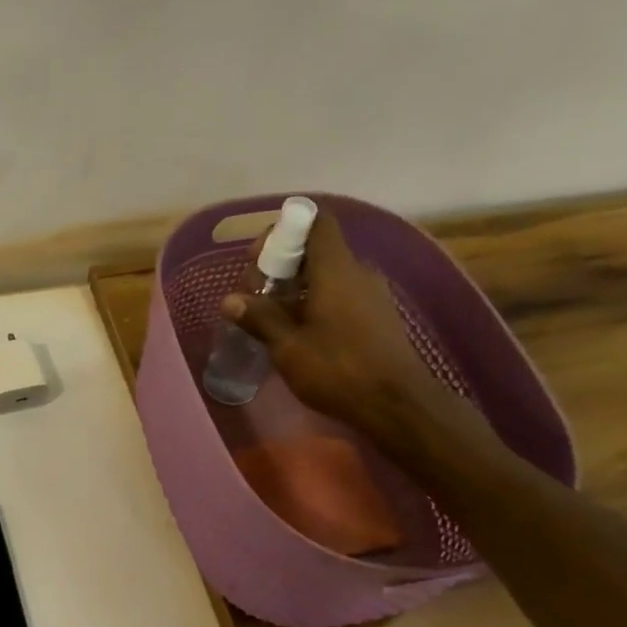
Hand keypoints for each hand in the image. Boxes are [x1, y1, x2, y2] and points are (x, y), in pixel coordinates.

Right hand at [222, 211, 453, 436]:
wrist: (396, 404)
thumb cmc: (338, 370)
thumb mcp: (288, 347)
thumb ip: (259, 318)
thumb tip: (229, 300)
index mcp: (336, 269)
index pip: (316, 223)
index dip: (284, 230)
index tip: (259, 258)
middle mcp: (357, 272)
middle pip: (316, 251)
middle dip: (282, 266)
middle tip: (255, 296)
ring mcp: (371, 294)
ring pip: (327, 276)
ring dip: (296, 289)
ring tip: (271, 319)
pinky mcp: (376, 316)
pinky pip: (340, 295)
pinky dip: (315, 303)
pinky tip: (299, 333)